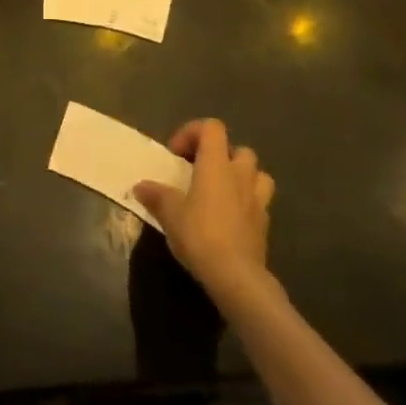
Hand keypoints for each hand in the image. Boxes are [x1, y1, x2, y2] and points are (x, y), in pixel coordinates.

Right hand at [134, 120, 273, 300]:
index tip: (176, 154)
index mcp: (216, 164)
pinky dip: (247, 202)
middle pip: (239, 149)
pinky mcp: (265, 224)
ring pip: (257, 174)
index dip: (193, 133)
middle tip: (201, 172)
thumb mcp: (169, 214)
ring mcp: (257, 200)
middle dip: (221, 155)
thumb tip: (140, 186)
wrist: (237, 277)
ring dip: (241, 176)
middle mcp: (240, 175)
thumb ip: (156, 195)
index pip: (212, 127)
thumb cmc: (200, 235)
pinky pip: (259, 202)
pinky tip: (230, 218)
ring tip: (222, 191)